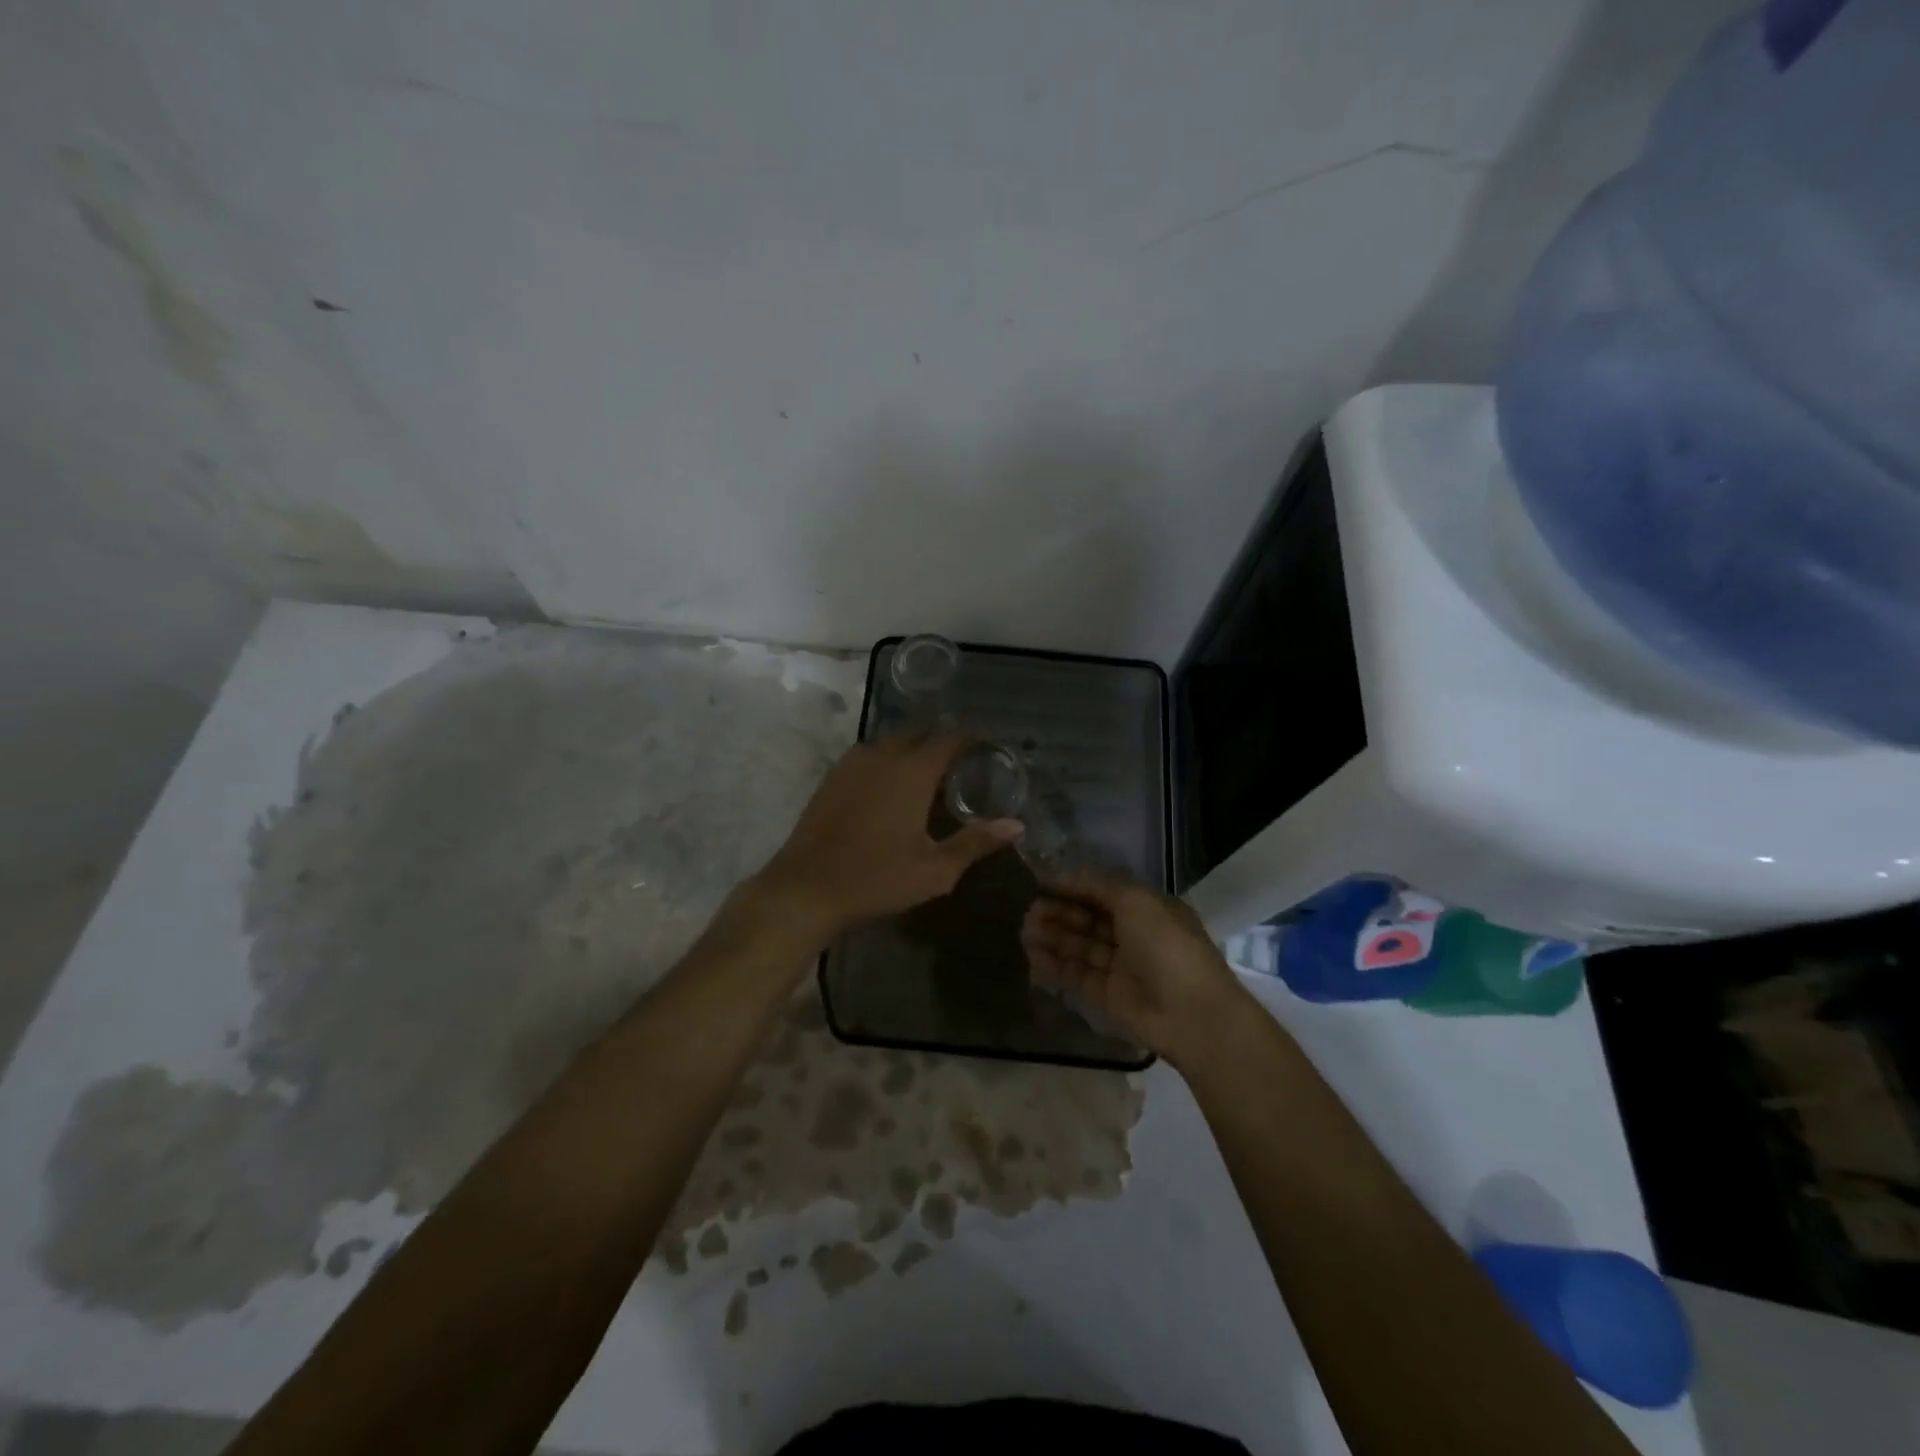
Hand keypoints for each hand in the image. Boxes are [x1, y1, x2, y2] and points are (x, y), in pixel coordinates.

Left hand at [756, 735, 1022, 938]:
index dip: (971, 742)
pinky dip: (887, 765)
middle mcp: (883, 755)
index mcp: (912, 770)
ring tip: (927, 783)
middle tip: (959, 773)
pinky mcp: (833, 777)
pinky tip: (890, 793)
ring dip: (912, 755)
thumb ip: (976, 842)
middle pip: (920, 737)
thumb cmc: (877, 878)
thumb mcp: (935, 869)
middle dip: (941, 747)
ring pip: (892, 745)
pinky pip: (869, 758)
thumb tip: (1017, 826)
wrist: (807, 888)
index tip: (987, 752)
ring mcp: (853, 763)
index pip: (949, 739)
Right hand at [1022, 871, 1250, 1067]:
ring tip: (1026, 931)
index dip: (1073, 887)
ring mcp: (1120, 967)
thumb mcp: (1136, 901)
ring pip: (1080, 947)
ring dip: (1053, 937)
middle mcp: (1133, 935)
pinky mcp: (1107, 996)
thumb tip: (1065, 874)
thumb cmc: (1166, 945)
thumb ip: (1098, 886)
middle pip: (1088, 919)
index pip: (1102, 893)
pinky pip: (1077, 976)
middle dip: (1060, 913)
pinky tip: (1033, 956)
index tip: (1041, 883)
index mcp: (1147, 909)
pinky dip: (1055, 966)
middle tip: (1030, 910)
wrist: (1191, 1013)